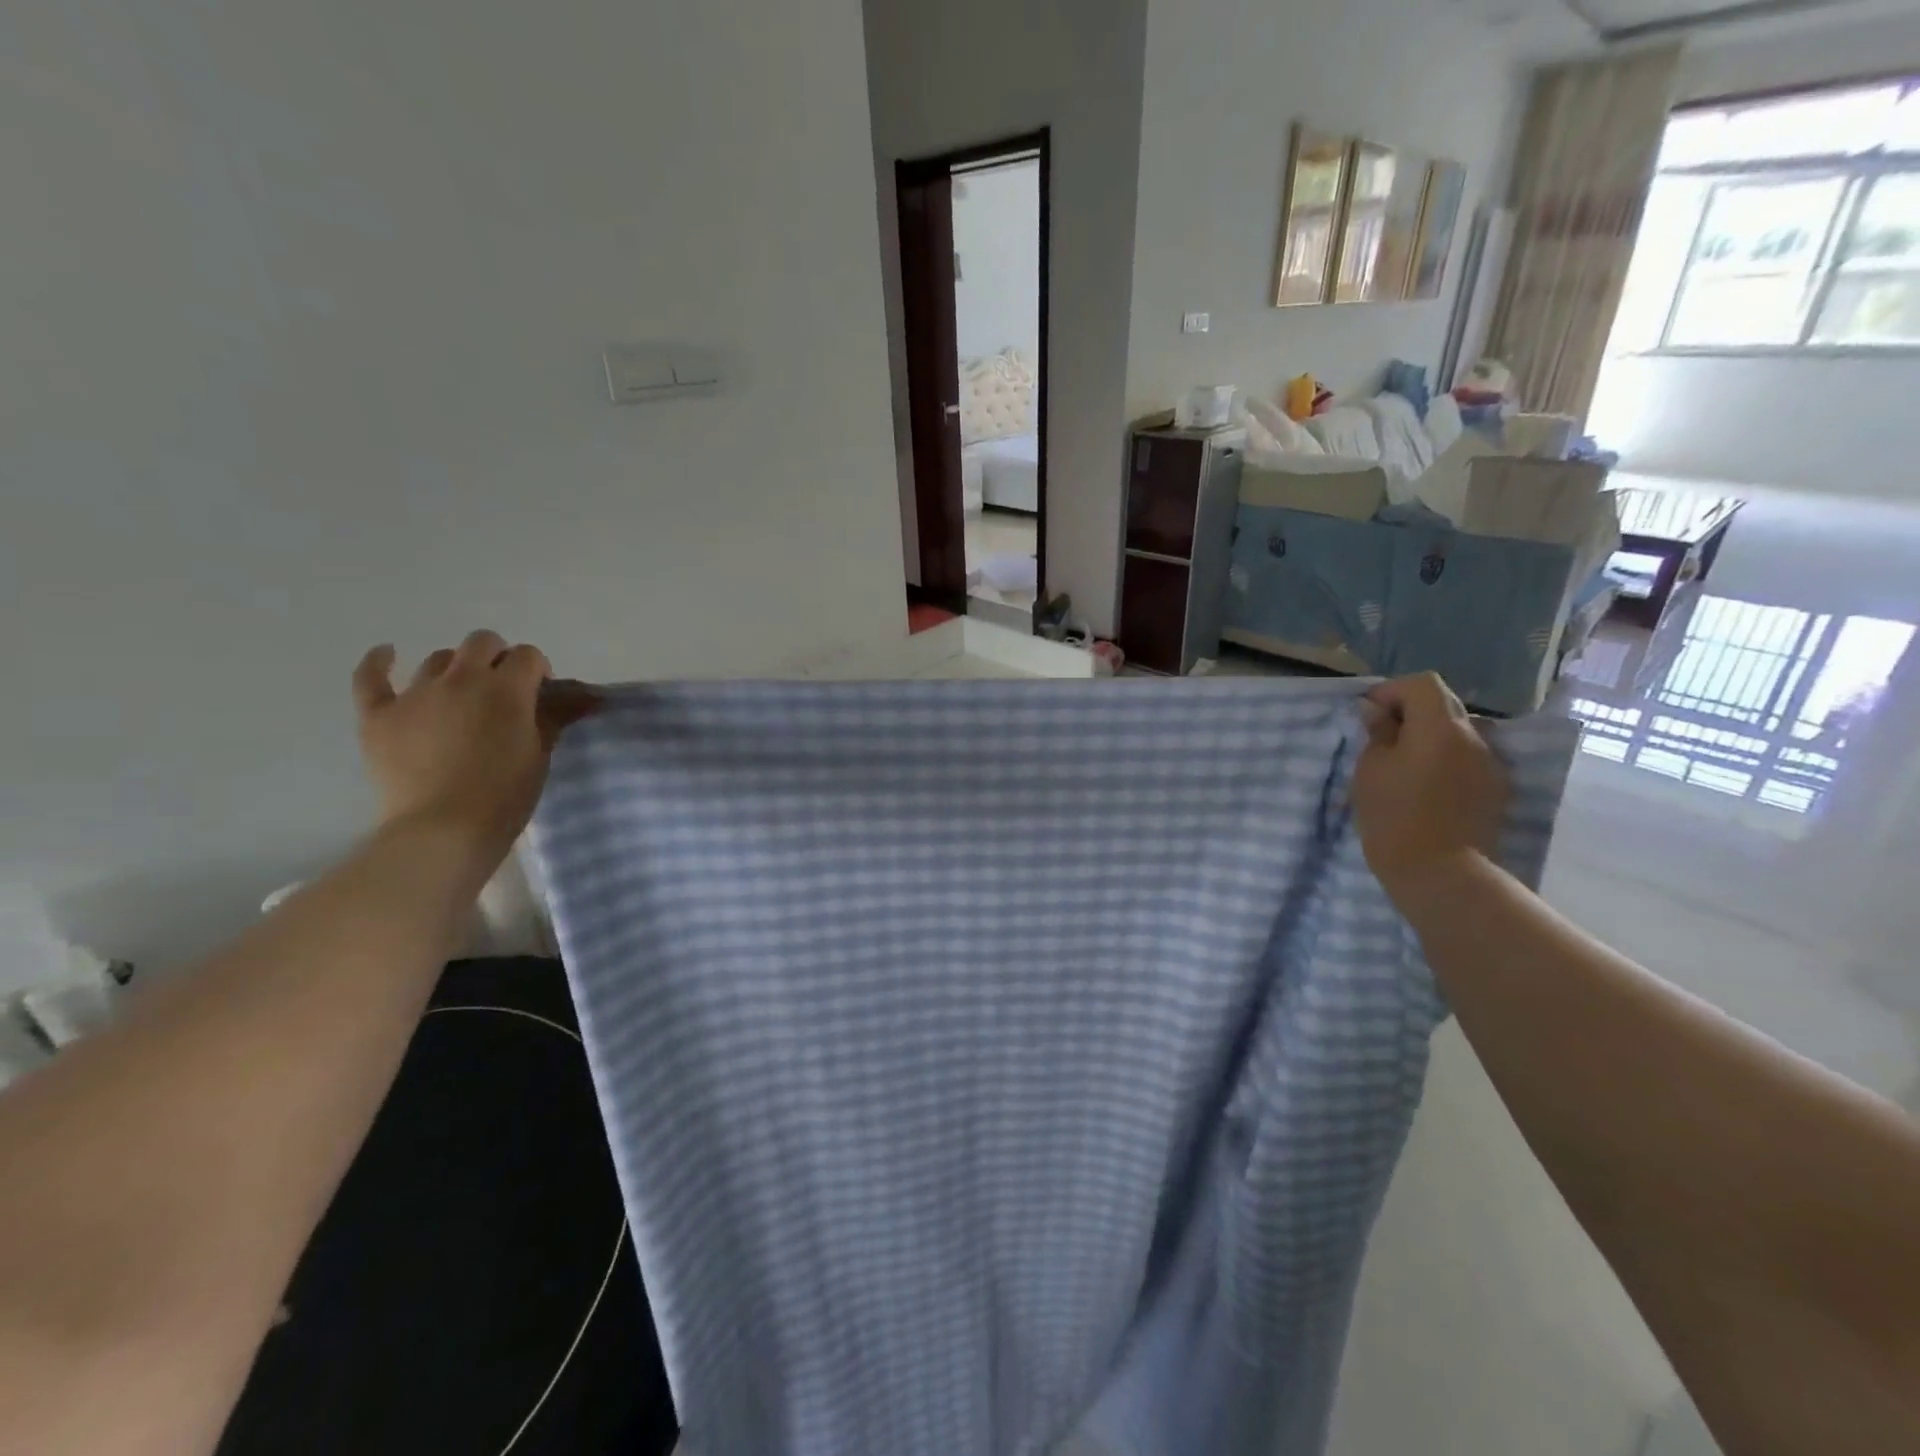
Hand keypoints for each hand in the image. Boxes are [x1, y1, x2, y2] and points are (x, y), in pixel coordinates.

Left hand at [350, 631, 596, 855]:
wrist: (444, 830)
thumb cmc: (505, 794)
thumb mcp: (540, 754)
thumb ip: (552, 718)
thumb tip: (572, 697)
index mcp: (506, 689)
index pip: (528, 655)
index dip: (538, 670)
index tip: (540, 694)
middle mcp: (461, 679)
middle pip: (482, 642)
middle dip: (498, 657)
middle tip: (503, 689)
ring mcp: (415, 694)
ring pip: (438, 658)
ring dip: (456, 669)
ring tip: (460, 695)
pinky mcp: (378, 714)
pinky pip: (371, 677)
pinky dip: (380, 662)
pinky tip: (388, 654)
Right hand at [1353, 672, 1508, 900]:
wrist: (1442, 874)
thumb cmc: (1395, 817)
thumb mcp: (1370, 771)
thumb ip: (1378, 734)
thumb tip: (1378, 712)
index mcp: (1440, 727)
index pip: (1422, 684)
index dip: (1392, 691)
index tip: (1368, 715)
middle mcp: (1474, 737)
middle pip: (1443, 705)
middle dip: (1410, 712)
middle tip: (1381, 738)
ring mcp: (1491, 764)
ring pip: (1458, 733)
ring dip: (1430, 737)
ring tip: (1403, 765)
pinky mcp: (1496, 790)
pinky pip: (1468, 759)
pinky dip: (1446, 760)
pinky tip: (1427, 788)